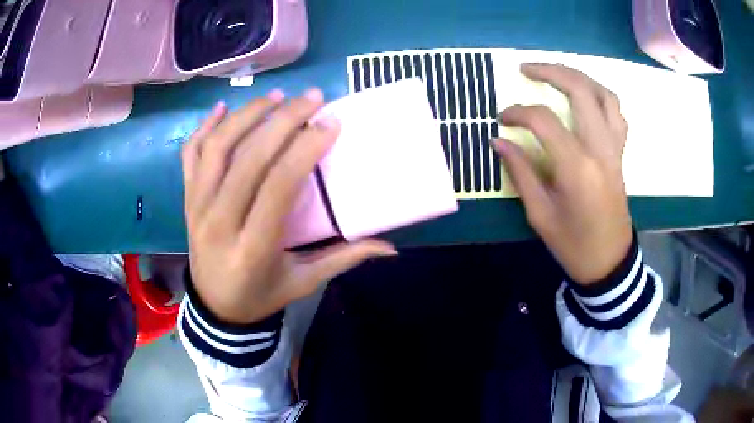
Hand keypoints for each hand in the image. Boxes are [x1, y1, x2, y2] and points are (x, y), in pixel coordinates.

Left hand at [182, 89, 395, 323]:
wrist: (214, 307)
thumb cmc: (260, 296)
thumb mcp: (303, 283)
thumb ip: (344, 259)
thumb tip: (390, 247)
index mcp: (252, 248)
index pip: (277, 186)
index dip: (304, 149)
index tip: (329, 122)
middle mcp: (219, 222)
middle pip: (248, 159)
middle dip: (283, 120)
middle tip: (311, 98)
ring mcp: (196, 207)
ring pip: (217, 148)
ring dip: (247, 115)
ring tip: (277, 97)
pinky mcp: (187, 199)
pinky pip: (190, 155)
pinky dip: (205, 127)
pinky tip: (224, 108)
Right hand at [492, 64, 632, 284]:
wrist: (609, 260)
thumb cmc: (573, 243)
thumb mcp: (540, 214)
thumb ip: (520, 172)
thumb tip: (498, 141)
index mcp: (577, 166)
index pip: (544, 120)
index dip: (518, 113)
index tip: (502, 119)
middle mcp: (600, 148)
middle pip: (580, 90)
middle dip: (550, 71)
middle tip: (527, 69)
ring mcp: (615, 148)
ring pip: (604, 94)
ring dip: (579, 78)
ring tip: (558, 76)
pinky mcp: (621, 153)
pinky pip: (617, 113)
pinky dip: (601, 97)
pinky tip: (586, 100)